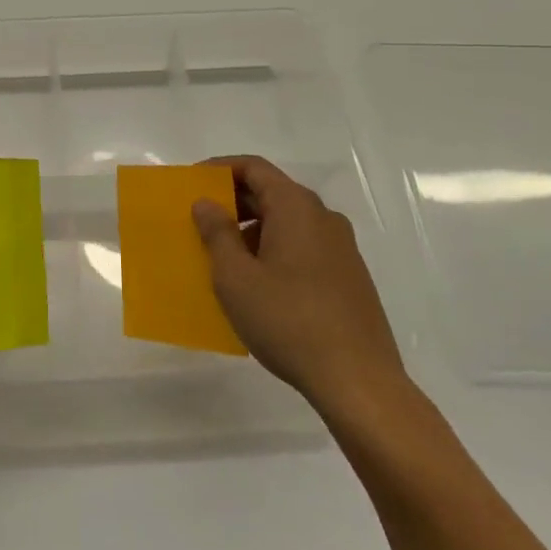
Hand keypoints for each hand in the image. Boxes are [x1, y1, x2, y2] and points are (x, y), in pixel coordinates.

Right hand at [193, 156, 408, 430]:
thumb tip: (206, 203)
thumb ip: (217, 233)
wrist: (359, 381)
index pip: (253, 167)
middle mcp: (323, 217)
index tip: (191, 184)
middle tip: (200, 222)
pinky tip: (258, 285)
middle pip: (272, 192)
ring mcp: (341, 247)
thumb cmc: (288, 320)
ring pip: (288, 222)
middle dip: (233, 202)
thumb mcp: (236, 277)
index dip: (219, 169)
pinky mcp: (349, 276)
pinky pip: (303, 246)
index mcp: (296, 207)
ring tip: (224, 258)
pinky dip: (275, 250)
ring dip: (252, 230)